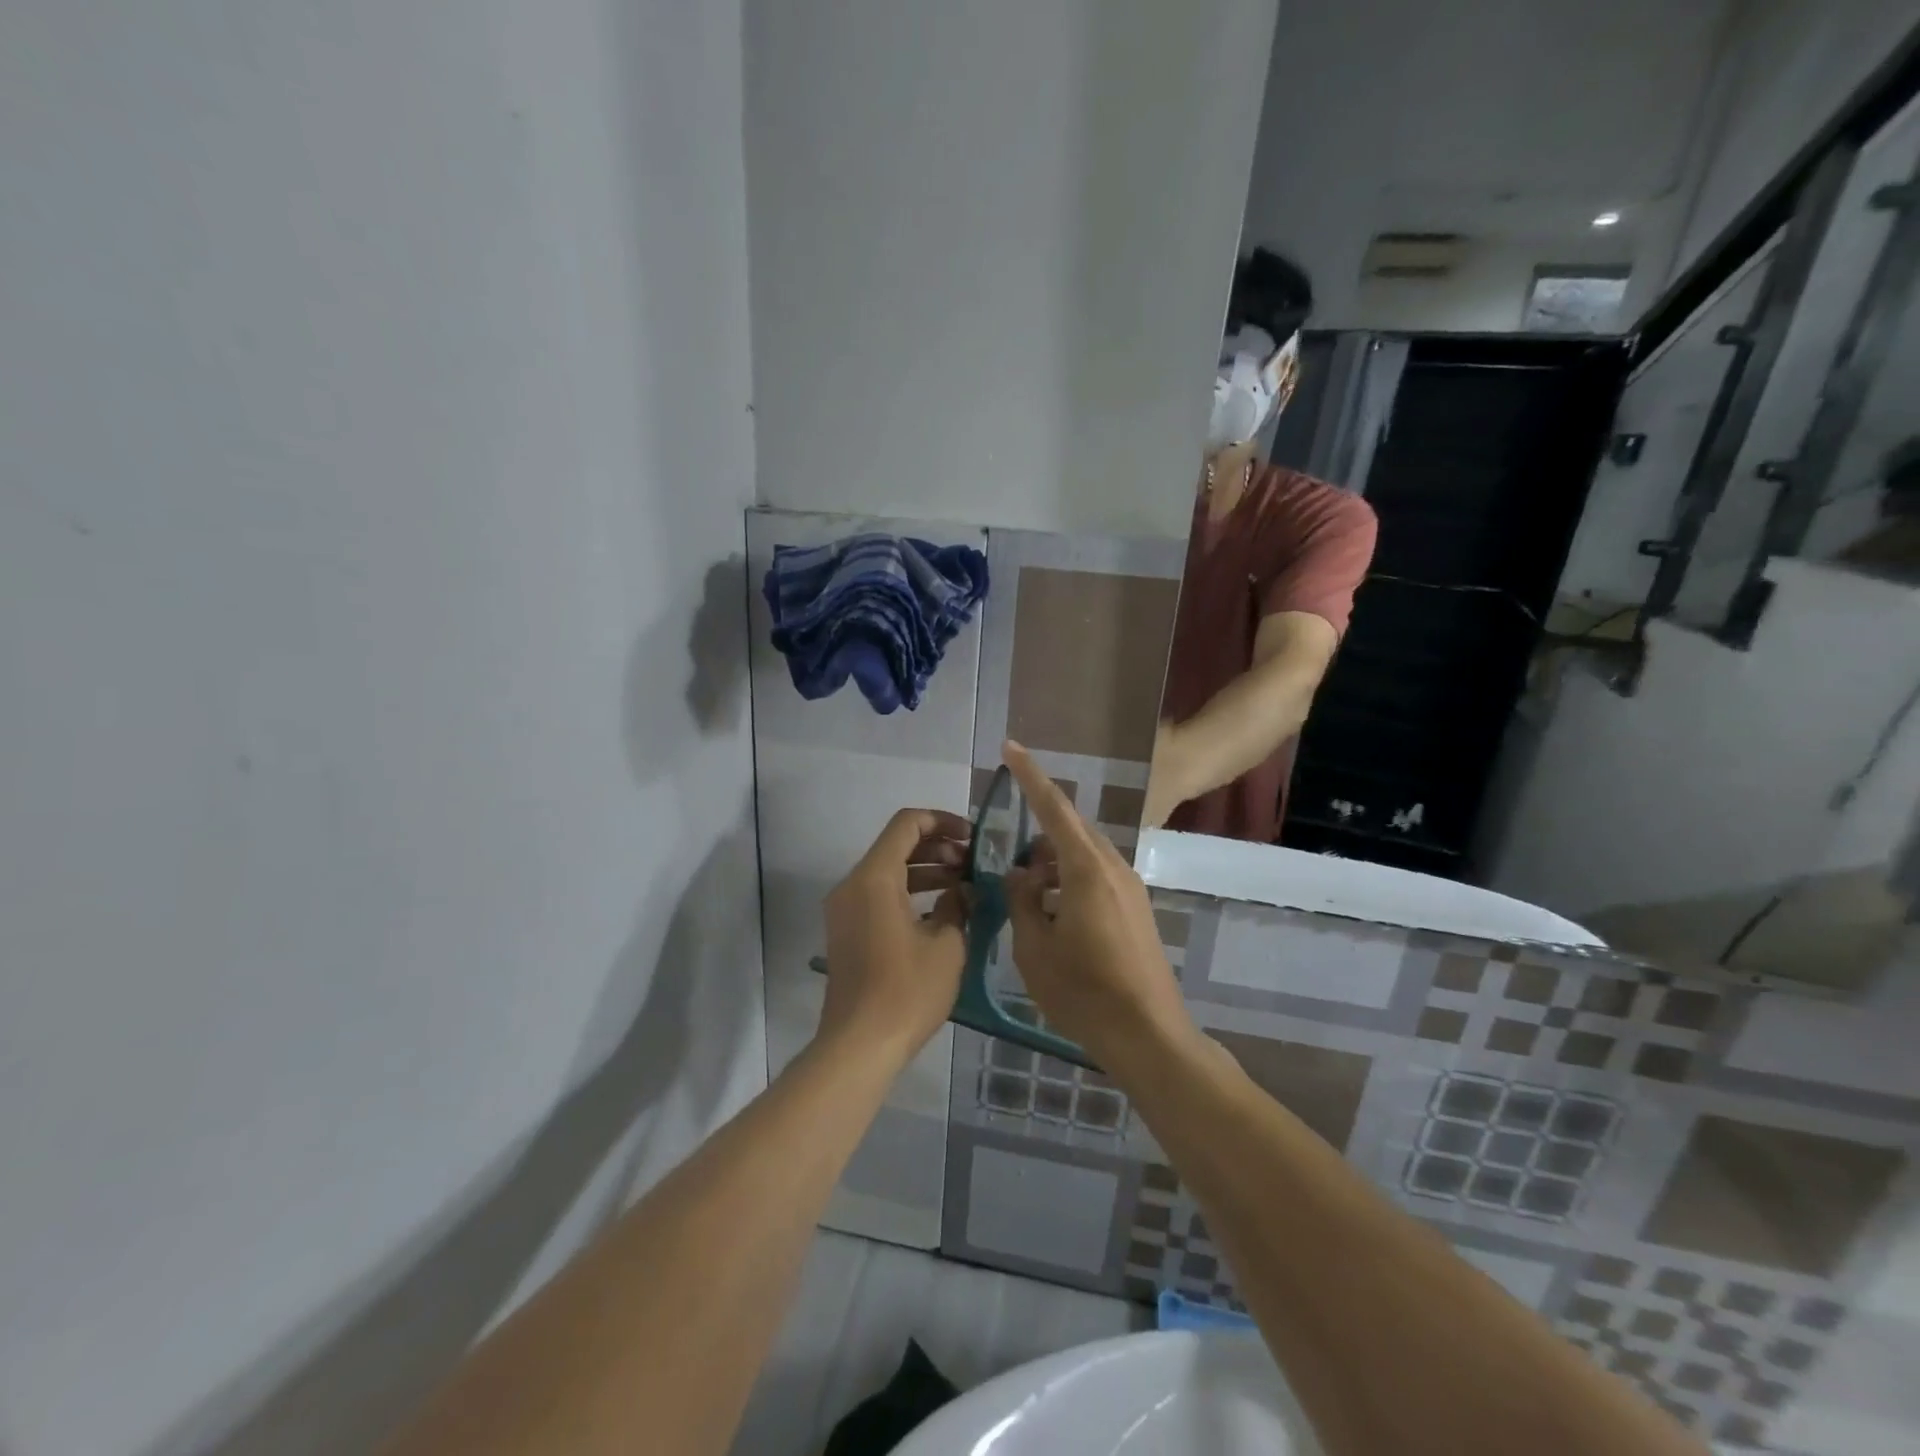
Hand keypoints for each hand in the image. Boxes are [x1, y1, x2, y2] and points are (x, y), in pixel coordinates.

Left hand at [818, 808, 970, 1068]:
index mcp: (875, 877)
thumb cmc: (907, 991)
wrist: (858, 1045)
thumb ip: (956, 905)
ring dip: (926, 871)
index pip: (907, 824)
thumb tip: (961, 891)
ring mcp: (845, 909)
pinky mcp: (847, 931)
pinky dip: (909, 893)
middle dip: (938, 848)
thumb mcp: (947, 945)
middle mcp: (853, 884)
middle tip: (973, 865)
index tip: (973, 838)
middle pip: (896, 845)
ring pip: (888, 871)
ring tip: (964, 886)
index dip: (943, 821)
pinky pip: (879, 895)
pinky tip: (941, 912)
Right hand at [1000, 742, 1194, 1070]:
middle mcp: (1113, 867)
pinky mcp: (1136, 909)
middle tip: (1009, 860)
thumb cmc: (1084, 992)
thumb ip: (1022, 901)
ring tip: (1027, 895)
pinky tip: (1053, 915)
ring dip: (1052, 864)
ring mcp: (1130, 888)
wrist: (1149, 1035)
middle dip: (1037, 835)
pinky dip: (1069, 882)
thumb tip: (1021, 875)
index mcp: (1086, 869)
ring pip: (1083, 856)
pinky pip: (1096, 877)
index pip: (1053, 807)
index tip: (1010, 747)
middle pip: (1070, 831)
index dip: (1029, 775)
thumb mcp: (1034, 947)